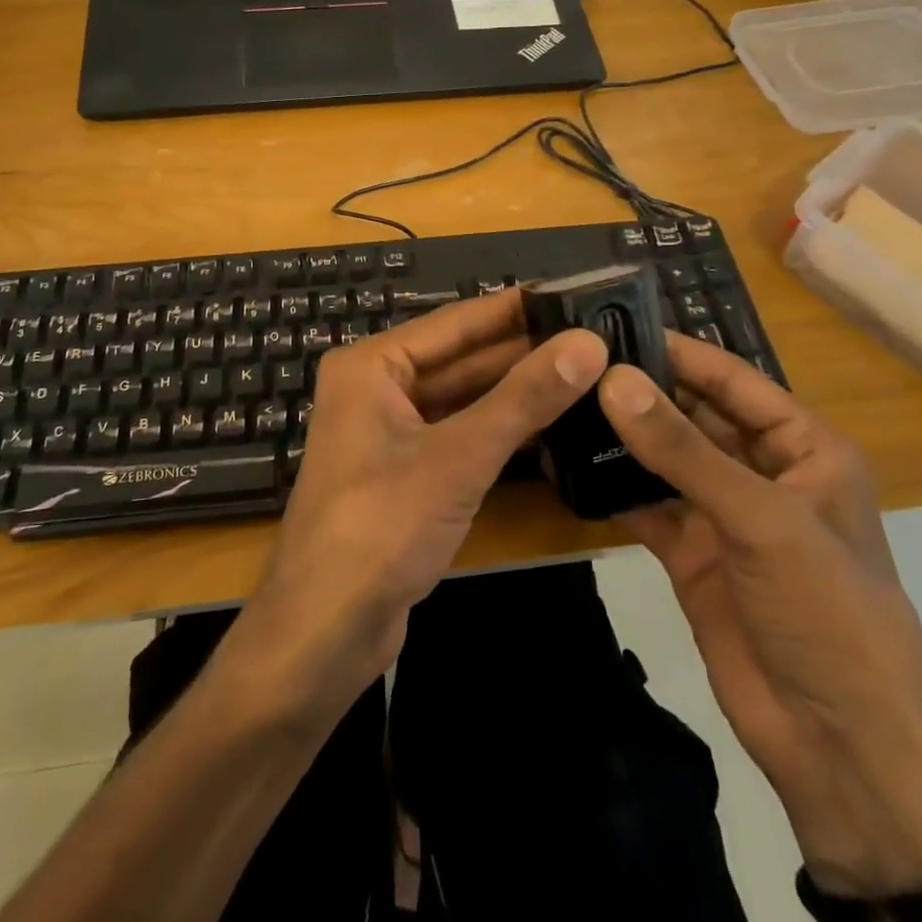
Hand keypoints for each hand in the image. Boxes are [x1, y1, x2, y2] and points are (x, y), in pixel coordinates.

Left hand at [234, 292, 608, 706]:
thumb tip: (588, 343)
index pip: (454, 322)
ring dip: (516, 393)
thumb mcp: (458, 457)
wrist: (326, 628)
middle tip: (595, 337)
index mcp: (371, 366)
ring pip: (463, 400)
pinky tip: (553, 425)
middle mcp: (377, 389)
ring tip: (589, 374)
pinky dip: (500, 431)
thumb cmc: (380, 526)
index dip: (513, 308)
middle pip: (460, 360)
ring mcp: (391, 434)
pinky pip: (460, 436)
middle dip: (522, 352)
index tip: (572, 293)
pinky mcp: (407, 474)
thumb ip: (523, 399)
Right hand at [599, 335, 921, 899]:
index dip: (677, 350)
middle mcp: (761, 471)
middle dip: (640, 388)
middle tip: (570, 359)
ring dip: (619, 434)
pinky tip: (566, 459)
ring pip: (663, 457)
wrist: (839, 746)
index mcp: (803, 450)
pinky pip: (643, 503)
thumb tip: (612, 378)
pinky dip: (609, 484)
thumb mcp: (761, 520)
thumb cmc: (827, 613)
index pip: (732, 380)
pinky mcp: (688, 551)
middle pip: (693, 414)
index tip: (610, 321)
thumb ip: (683, 449)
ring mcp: (721, 513)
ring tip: (557, 398)